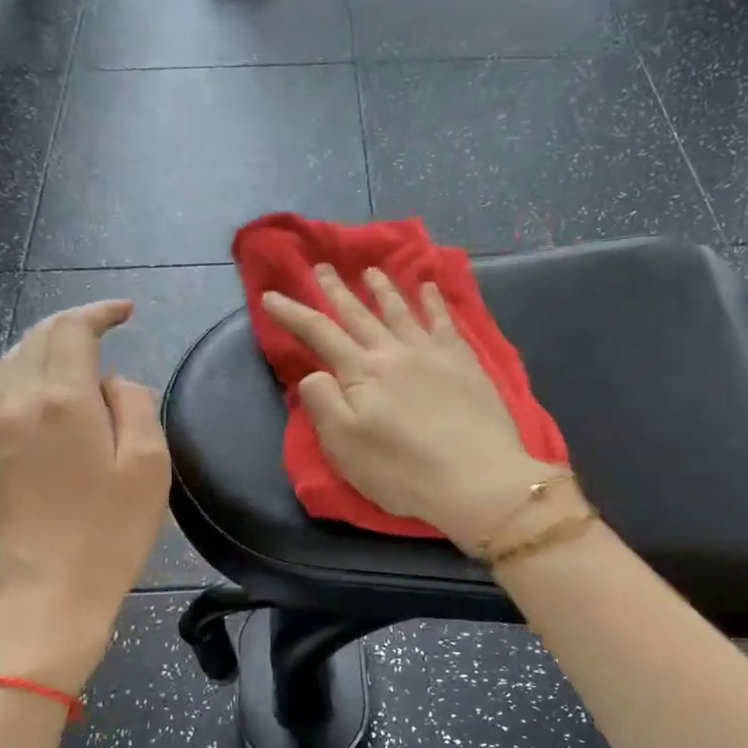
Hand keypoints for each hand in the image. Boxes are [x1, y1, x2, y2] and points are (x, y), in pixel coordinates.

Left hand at [0, 301, 171, 690]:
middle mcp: (20, 402)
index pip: (72, 329)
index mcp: (62, 399)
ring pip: (13, 362)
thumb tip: (113, 384)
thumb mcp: (149, 465)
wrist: (50, 595)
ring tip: (79, 352)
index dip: (99, 311)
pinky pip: (4, 393)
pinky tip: (50, 390)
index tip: (127, 311)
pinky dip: (27, 373)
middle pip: (37, 338)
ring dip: (45, 344)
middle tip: (107, 326)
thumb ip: (136, 405)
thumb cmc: (110, 532)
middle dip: (72, 323)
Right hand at [261, 265, 552, 550]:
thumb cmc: (403, 472)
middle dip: (337, 290)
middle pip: (359, 314)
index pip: (319, 333)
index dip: (292, 313)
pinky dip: (433, 302)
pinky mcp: (465, 363)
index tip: (270, 296)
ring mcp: (433, 353)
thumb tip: (313, 373)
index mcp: (362, 373)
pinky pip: (445, 321)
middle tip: (322, 267)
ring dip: (383, 288)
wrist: (477, 480)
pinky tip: (429, 288)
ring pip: (401, 310)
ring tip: (371, 271)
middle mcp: (394, 352)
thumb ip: (323, 404)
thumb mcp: (345, 447)